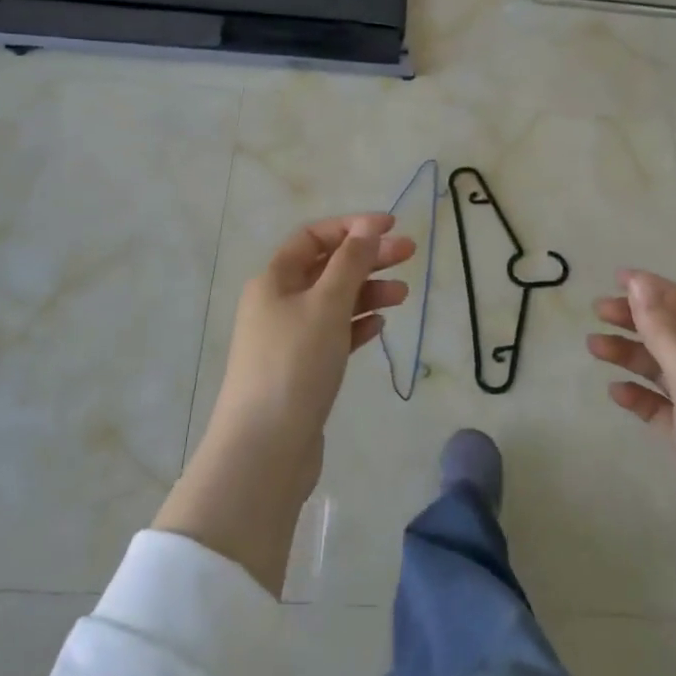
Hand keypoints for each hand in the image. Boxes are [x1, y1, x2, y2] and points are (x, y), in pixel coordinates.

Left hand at [155, 214, 414, 595]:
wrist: (265, 449)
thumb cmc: (295, 365)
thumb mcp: (326, 305)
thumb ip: (350, 263)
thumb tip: (366, 228)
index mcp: (274, 279)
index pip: (314, 237)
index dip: (351, 227)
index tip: (390, 227)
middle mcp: (277, 303)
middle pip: (327, 268)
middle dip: (367, 257)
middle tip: (409, 254)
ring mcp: (288, 338)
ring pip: (333, 302)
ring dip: (367, 292)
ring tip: (402, 294)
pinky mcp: (301, 370)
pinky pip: (333, 335)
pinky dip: (356, 325)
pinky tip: (379, 325)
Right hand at [590, 270, 675, 675]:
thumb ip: (663, 332)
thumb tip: (637, 282)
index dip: (660, 292)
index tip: (618, 282)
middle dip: (641, 322)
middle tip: (598, 313)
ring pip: (667, 371)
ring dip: (633, 356)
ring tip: (594, 348)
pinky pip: (663, 408)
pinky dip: (640, 396)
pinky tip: (616, 393)